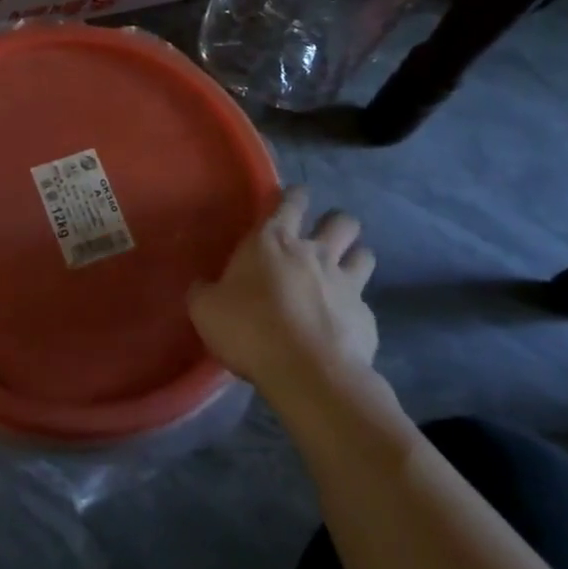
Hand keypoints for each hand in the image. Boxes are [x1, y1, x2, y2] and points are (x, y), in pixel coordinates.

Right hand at [188, 188, 377, 399]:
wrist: (306, 372)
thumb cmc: (249, 329)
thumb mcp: (206, 310)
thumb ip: (204, 292)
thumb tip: (201, 287)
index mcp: (272, 241)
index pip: (290, 201)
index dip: (295, 196)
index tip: (295, 197)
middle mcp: (314, 253)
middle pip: (341, 221)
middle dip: (336, 224)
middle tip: (323, 237)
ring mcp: (346, 283)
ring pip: (364, 254)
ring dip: (355, 258)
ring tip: (344, 272)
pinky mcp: (366, 317)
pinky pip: (364, 304)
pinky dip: (355, 310)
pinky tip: (343, 325)